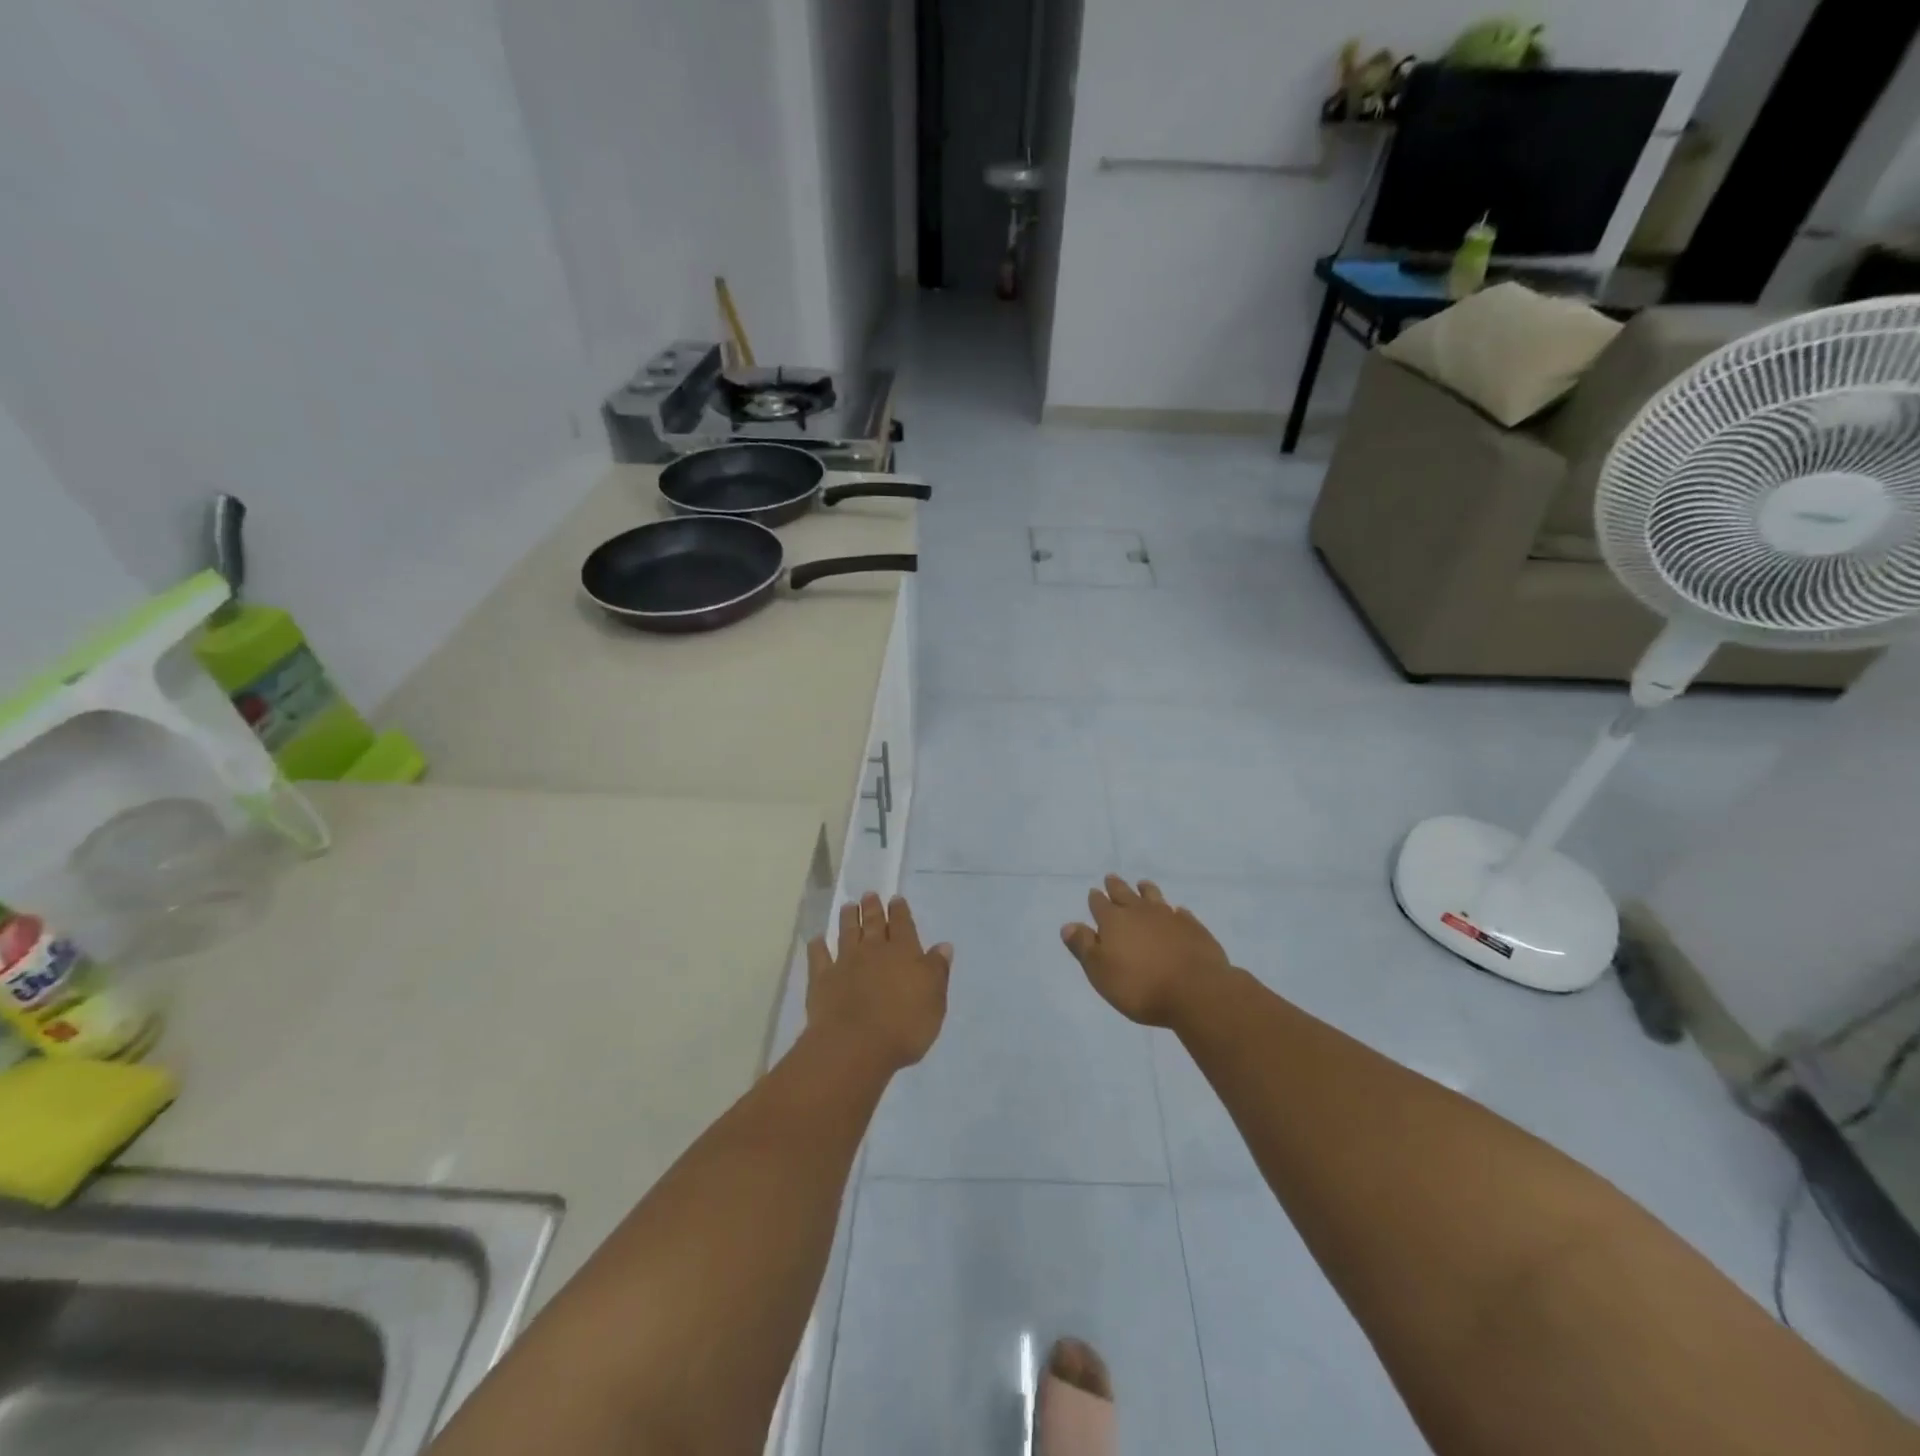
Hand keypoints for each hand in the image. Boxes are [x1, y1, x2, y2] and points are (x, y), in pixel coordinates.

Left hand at [807, 893, 952, 1071]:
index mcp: (904, 953)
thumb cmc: (904, 1026)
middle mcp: (873, 951)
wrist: (855, 1046)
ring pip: (847, 933)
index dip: (900, 911)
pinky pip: (818, 957)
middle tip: (869, 894)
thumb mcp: (934, 1001)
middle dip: (873, 908)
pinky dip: (817, 947)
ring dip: (848, 919)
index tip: (896, 899)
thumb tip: (943, 946)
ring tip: (849, 906)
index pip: (903, 925)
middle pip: (873, 924)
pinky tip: (816, 940)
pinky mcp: (822, 980)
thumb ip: (937, 971)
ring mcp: (845, 963)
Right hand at [1062, 876, 1232, 1027]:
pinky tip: (1177, 912)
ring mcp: (1169, 917)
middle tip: (1111, 878)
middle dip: (1116, 886)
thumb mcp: (1100, 971)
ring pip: (1154, 897)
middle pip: (1125, 894)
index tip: (1093, 891)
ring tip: (1143, 884)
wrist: (1195, 991)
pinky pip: (1181, 914)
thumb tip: (1068, 925)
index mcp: (1114, 921)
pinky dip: (1175, 912)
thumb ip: (1084, 946)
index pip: (1100, 904)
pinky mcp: (1194, 928)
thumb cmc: (1140, 986)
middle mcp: (1140, 912)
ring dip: (1146, 890)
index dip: (1095, 899)